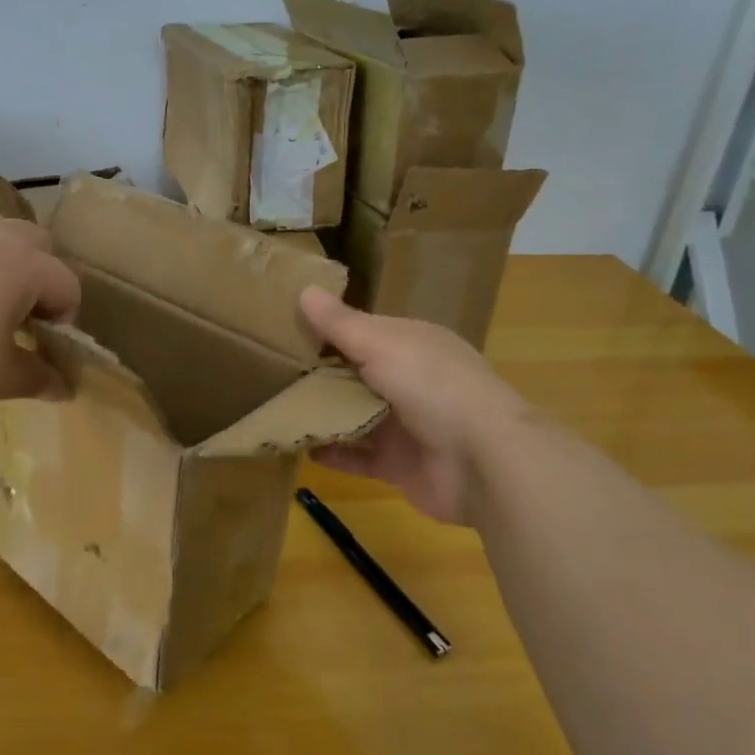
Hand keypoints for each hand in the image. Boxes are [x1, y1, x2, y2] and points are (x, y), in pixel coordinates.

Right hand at [299, 289, 529, 525]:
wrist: (484, 462)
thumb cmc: (432, 386)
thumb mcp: (381, 344)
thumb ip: (340, 324)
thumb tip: (304, 289)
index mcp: (412, 344)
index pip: (363, 331)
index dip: (328, 330)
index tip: (285, 330)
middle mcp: (410, 381)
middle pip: (356, 374)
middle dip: (319, 375)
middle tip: (270, 372)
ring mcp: (407, 425)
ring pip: (355, 416)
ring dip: (322, 414)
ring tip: (277, 409)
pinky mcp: (400, 465)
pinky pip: (359, 457)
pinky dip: (333, 454)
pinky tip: (300, 449)